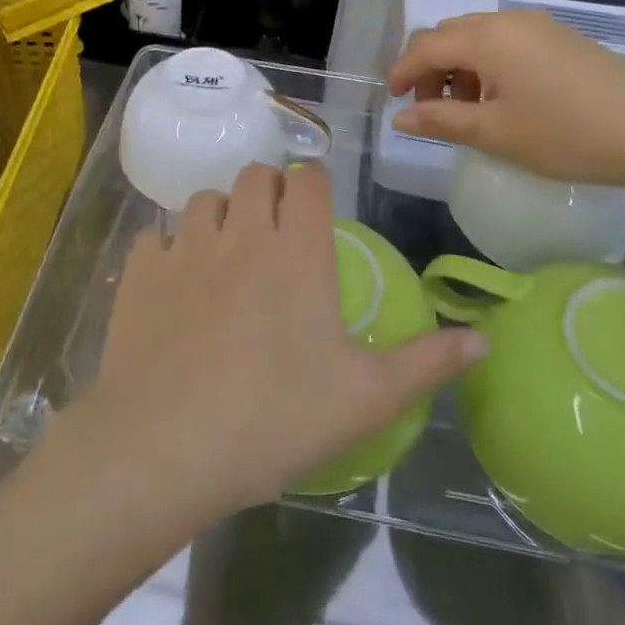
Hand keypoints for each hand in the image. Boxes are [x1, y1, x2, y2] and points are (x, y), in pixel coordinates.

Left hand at [78, 162, 483, 517]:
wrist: (163, 449)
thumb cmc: (274, 420)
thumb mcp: (365, 399)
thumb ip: (427, 363)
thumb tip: (484, 339)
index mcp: (298, 252)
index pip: (309, 181)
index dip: (315, 186)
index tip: (316, 210)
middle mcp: (242, 233)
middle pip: (256, 175)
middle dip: (269, 191)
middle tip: (275, 233)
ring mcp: (185, 247)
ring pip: (205, 197)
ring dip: (221, 214)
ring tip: (226, 254)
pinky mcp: (140, 270)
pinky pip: (157, 236)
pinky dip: (170, 248)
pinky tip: (175, 285)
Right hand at [388, 10, 624, 196]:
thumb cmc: (566, 135)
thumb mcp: (496, 133)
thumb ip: (441, 120)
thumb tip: (401, 117)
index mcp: (487, 38)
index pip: (426, 46)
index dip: (403, 72)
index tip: (394, 101)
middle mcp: (510, 20)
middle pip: (450, 34)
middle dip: (430, 68)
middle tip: (430, 108)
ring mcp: (541, 26)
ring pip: (480, 37)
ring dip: (460, 68)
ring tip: (468, 110)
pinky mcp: (563, 38)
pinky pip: (508, 41)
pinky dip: (489, 65)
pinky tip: (504, 99)